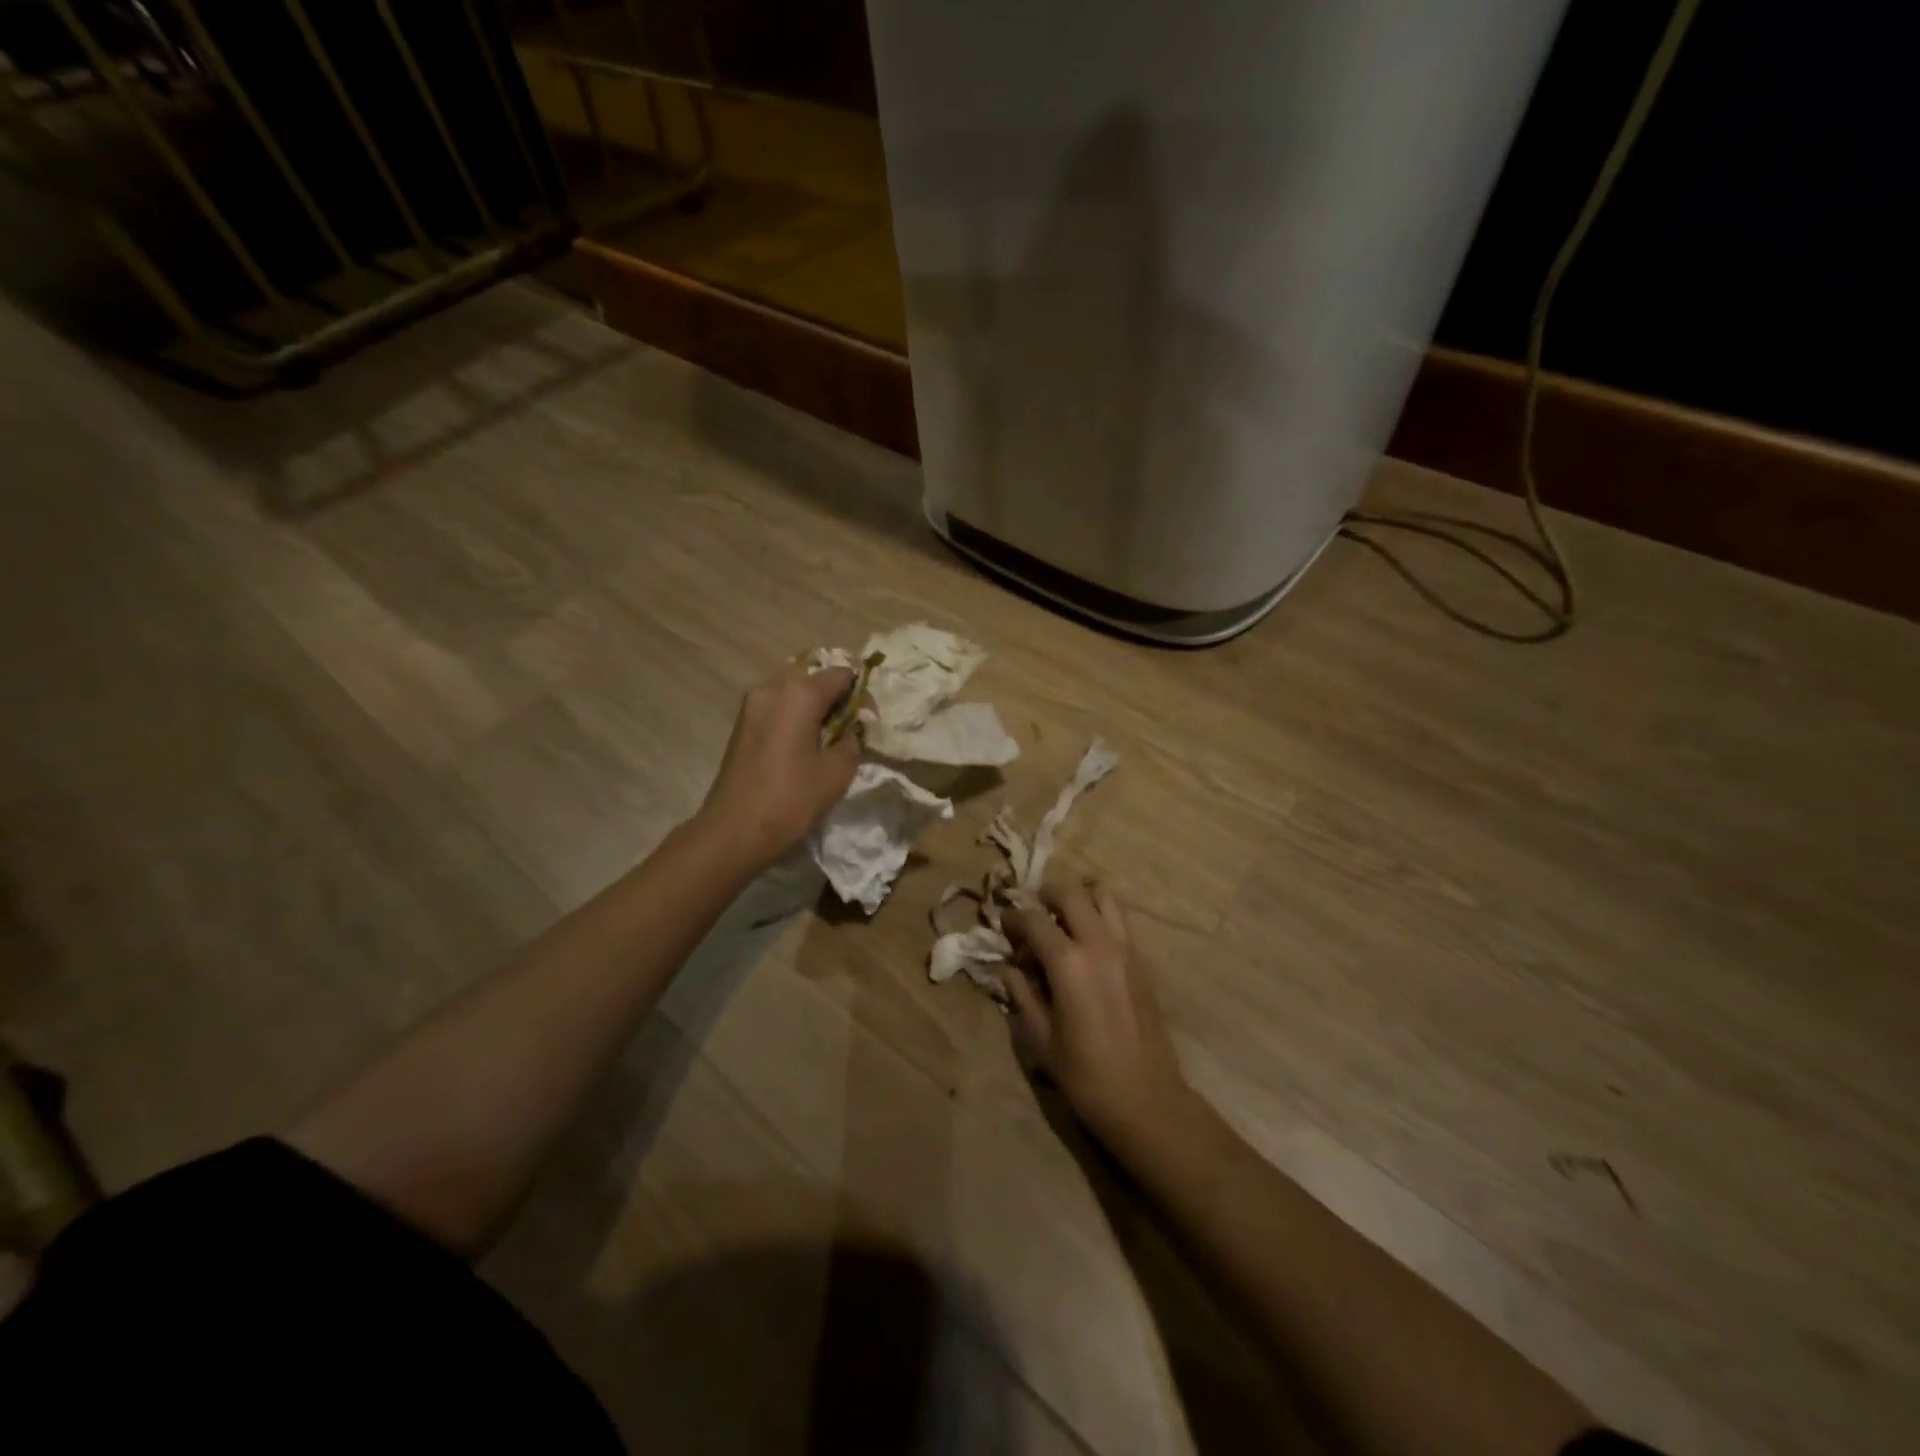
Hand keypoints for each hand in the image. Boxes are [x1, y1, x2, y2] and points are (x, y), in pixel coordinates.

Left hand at [695, 663, 862, 871]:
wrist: (734, 831)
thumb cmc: (790, 799)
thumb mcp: (837, 772)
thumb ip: (852, 740)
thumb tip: (850, 730)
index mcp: (800, 693)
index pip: (841, 674)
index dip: (861, 694)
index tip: (868, 722)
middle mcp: (773, 687)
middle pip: (814, 676)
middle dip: (836, 696)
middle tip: (849, 727)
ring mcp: (752, 704)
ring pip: (793, 690)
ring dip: (814, 706)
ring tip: (827, 737)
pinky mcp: (742, 723)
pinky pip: (777, 706)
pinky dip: (795, 715)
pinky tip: (803, 744)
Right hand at [1005, 883, 1196, 1154]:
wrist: (1146, 1099)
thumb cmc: (1086, 1074)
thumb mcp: (1040, 1038)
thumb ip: (1021, 994)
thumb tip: (1009, 967)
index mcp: (1069, 963)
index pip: (1034, 920)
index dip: (1013, 918)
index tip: (1002, 926)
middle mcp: (1099, 944)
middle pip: (1071, 893)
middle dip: (1046, 895)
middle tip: (1032, 914)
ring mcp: (1126, 949)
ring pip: (1103, 897)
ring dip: (1079, 899)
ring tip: (1063, 919)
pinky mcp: (1142, 961)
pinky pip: (1118, 921)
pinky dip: (1099, 917)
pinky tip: (1086, 945)